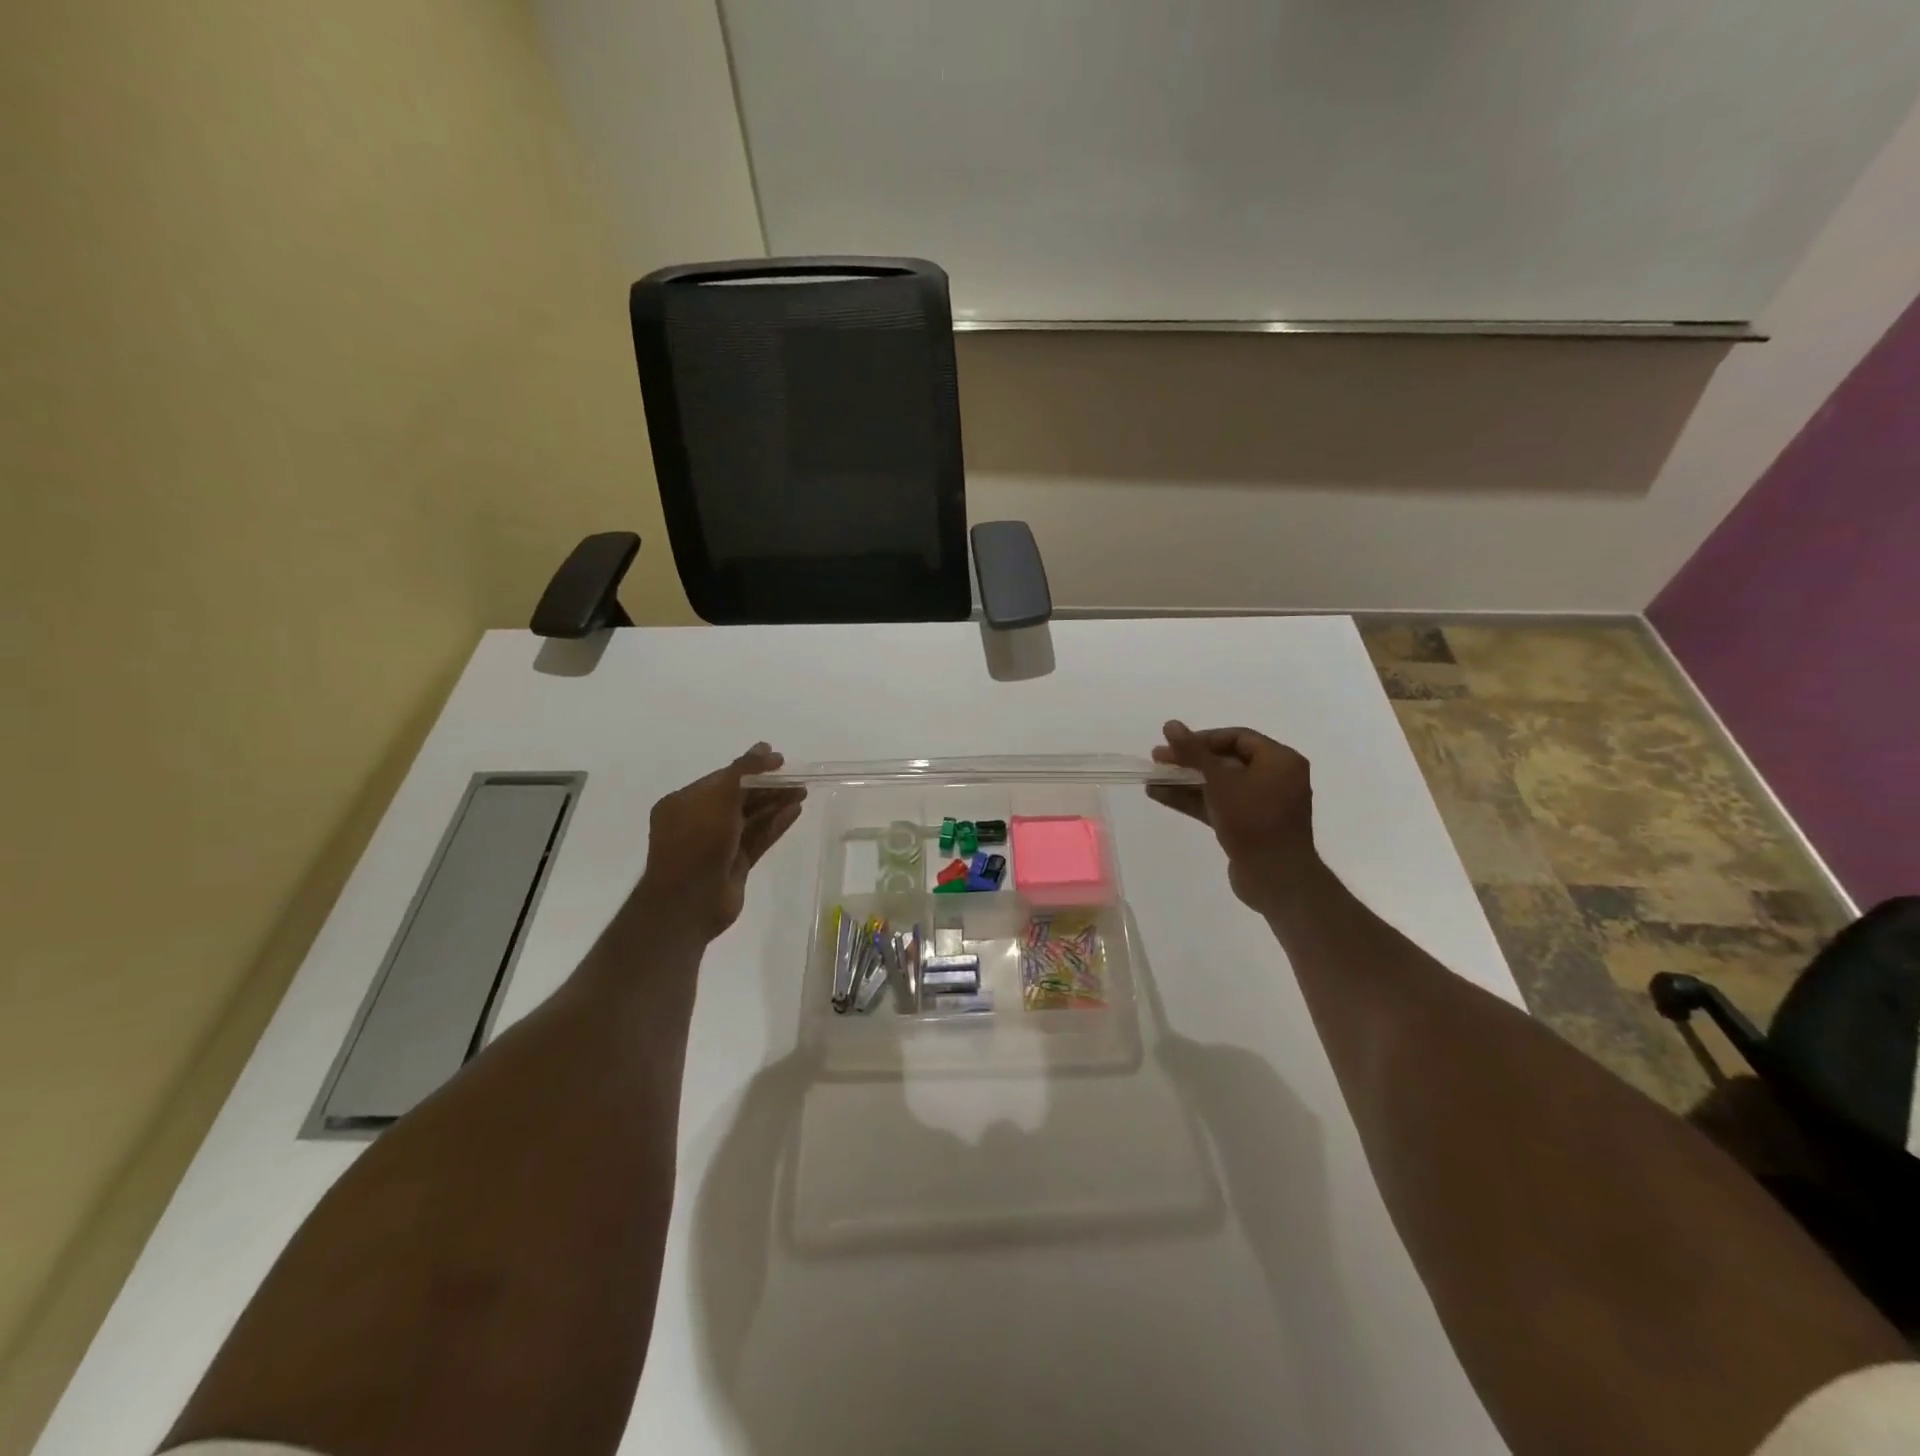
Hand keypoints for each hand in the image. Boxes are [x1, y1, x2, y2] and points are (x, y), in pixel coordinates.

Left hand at [631, 745, 806, 940]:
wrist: (688, 903)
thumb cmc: (697, 843)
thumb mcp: (719, 798)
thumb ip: (743, 771)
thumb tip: (765, 748)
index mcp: (684, 803)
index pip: (723, 778)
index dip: (752, 767)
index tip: (780, 759)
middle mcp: (699, 822)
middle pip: (739, 798)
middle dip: (768, 787)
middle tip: (797, 778)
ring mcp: (717, 846)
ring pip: (751, 819)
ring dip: (775, 804)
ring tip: (802, 792)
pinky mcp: (734, 865)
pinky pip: (758, 838)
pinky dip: (775, 825)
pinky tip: (795, 812)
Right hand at [1148, 721, 1317, 913]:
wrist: (1275, 877)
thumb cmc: (1252, 820)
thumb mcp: (1220, 780)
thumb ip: (1193, 751)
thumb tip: (1170, 724)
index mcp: (1280, 760)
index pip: (1237, 737)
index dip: (1202, 738)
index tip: (1173, 744)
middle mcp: (1275, 778)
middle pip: (1226, 760)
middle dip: (1189, 761)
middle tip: (1157, 760)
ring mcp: (1261, 804)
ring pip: (1218, 785)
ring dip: (1185, 781)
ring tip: (1152, 779)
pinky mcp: (1248, 827)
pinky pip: (1218, 805)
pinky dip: (1193, 800)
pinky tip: (1160, 796)